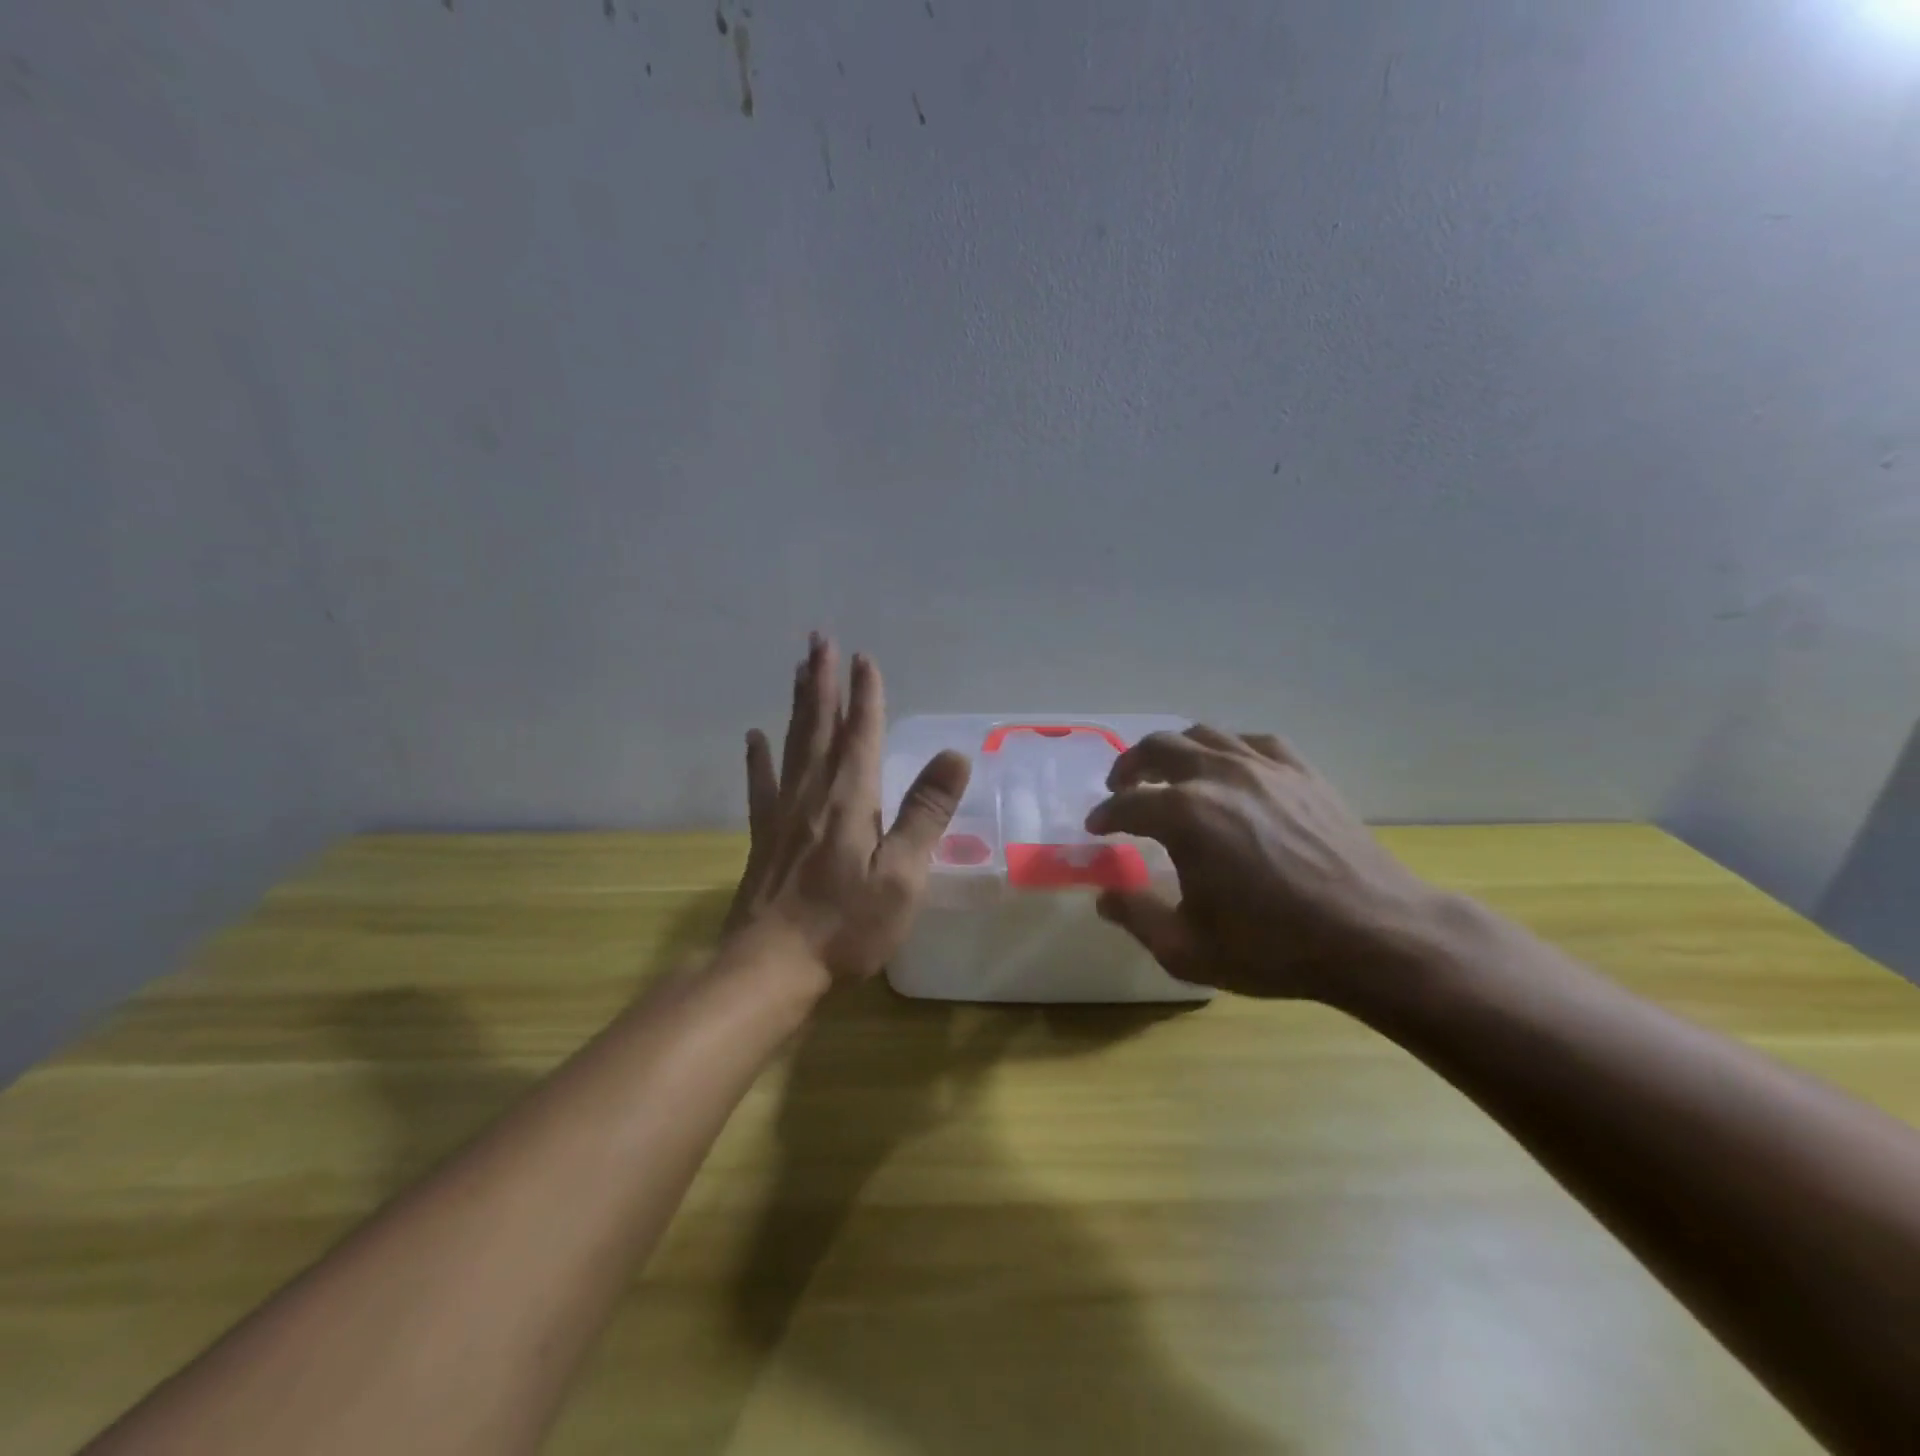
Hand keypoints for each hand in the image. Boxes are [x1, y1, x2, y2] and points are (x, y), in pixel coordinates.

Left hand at [722, 635, 971, 986]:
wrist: (771, 966)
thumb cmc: (846, 924)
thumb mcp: (902, 875)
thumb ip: (926, 813)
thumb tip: (954, 755)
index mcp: (850, 798)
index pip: (861, 733)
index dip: (866, 694)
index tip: (864, 656)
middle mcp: (813, 793)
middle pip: (820, 726)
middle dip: (823, 681)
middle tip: (820, 640)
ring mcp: (783, 813)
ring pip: (792, 743)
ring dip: (798, 704)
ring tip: (797, 669)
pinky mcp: (763, 835)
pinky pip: (761, 784)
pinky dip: (759, 757)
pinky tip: (755, 737)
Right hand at [1084, 727, 1446, 1001]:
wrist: (1374, 935)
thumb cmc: (1274, 947)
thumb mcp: (1188, 948)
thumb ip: (1136, 916)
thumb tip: (1104, 896)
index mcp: (1184, 815)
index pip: (1127, 804)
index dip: (1105, 815)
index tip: (1096, 828)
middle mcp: (1218, 776)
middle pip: (1158, 748)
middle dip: (1130, 766)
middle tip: (1121, 788)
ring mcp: (1264, 767)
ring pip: (1204, 735)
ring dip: (1174, 750)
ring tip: (1168, 773)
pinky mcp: (1302, 772)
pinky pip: (1253, 742)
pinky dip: (1227, 749)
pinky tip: (1229, 769)